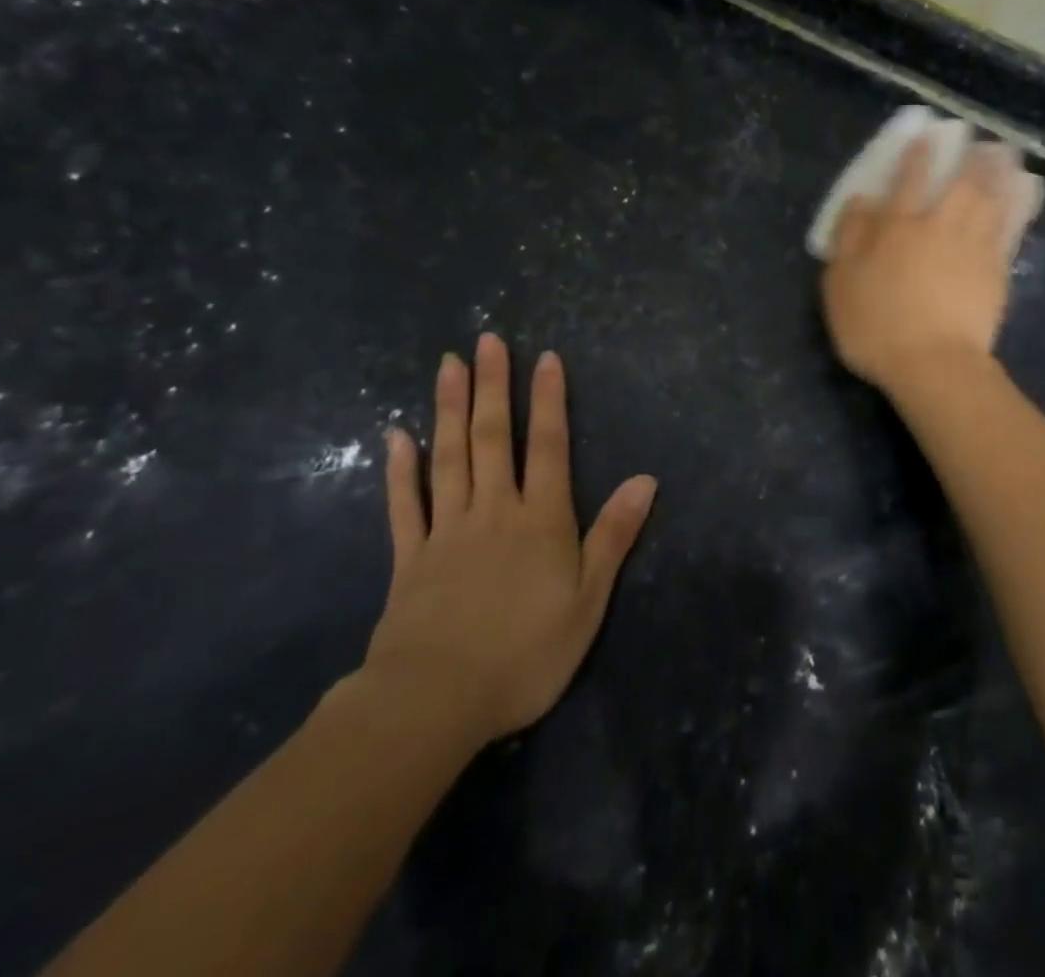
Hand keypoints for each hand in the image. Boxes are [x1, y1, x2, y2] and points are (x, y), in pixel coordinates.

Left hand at [363, 335, 656, 748]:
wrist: (434, 704)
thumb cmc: (525, 653)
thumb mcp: (588, 600)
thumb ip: (614, 535)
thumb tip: (647, 478)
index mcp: (541, 519)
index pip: (548, 446)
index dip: (548, 400)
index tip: (545, 358)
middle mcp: (494, 510)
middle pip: (491, 437)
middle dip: (492, 386)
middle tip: (486, 341)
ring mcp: (447, 530)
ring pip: (449, 457)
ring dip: (449, 408)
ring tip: (448, 365)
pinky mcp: (410, 559)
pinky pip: (405, 505)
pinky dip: (401, 469)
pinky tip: (397, 436)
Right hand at [821, 138, 1018, 391]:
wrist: (933, 364)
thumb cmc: (876, 325)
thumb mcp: (840, 283)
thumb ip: (849, 237)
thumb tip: (861, 200)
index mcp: (898, 227)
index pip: (909, 180)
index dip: (917, 156)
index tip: (927, 137)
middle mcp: (939, 227)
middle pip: (960, 184)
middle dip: (972, 159)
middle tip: (985, 141)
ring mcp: (973, 248)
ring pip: (990, 202)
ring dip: (999, 175)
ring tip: (1008, 157)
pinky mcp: (996, 273)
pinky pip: (1009, 231)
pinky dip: (1016, 211)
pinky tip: (1022, 199)